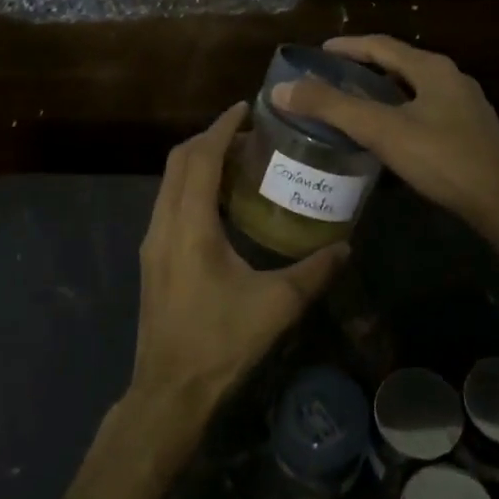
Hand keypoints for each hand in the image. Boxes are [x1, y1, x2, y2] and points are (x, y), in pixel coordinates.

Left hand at [129, 103, 346, 413]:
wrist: (168, 390)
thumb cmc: (220, 343)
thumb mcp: (276, 306)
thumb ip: (314, 272)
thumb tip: (346, 246)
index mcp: (190, 225)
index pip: (201, 158)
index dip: (222, 128)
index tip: (245, 108)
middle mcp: (164, 224)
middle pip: (179, 161)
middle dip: (211, 138)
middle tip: (248, 133)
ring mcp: (153, 241)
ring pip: (170, 181)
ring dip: (199, 162)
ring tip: (239, 161)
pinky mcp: (152, 258)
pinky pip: (169, 202)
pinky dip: (192, 186)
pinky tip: (222, 203)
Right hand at [272, 35, 498, 242]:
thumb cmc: (443, 159)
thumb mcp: (382, 130)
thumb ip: (331, 108)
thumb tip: (282, 89)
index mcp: (431, 68)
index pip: (380, 45)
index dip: (346, 46)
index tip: (318, 53)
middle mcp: (450, 78)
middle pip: (397, 64)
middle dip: (362, 68)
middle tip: (329, 80)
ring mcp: (464, 106)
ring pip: (412, 88)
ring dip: (381, 91)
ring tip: (351, 105)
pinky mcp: (471, 132)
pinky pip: (425, 110)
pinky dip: (398, 111)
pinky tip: (388, 134)